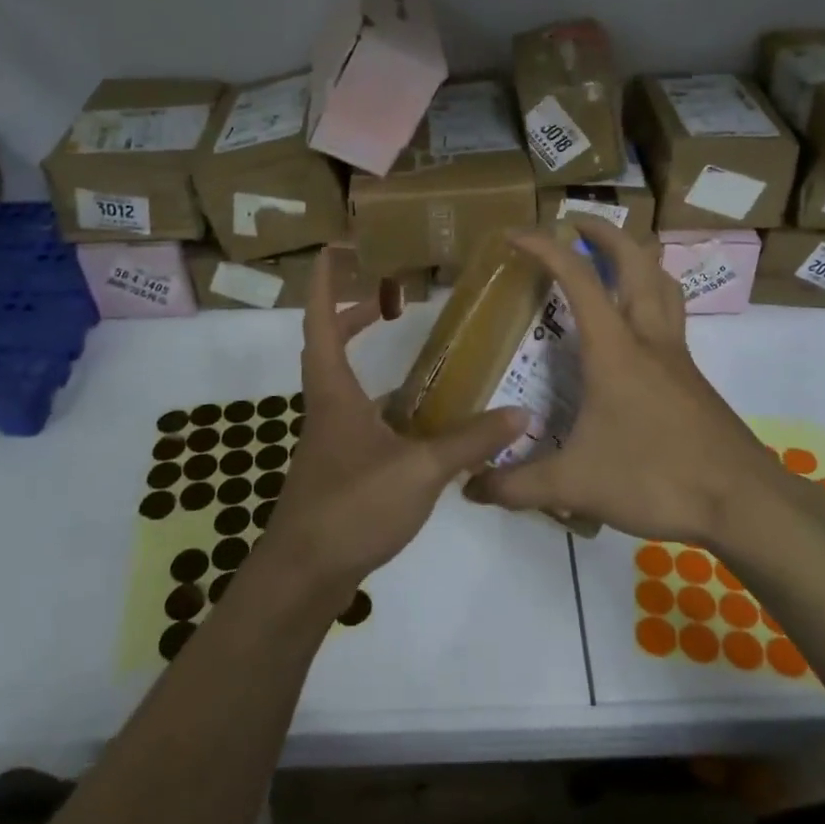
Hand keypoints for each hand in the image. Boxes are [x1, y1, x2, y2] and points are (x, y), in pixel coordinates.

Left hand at [257, 248, 527, 603]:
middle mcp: (327, 407)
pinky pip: (362, 418)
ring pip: (346, 384)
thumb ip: (470, 441)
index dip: (325, 283)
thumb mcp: (419, 470)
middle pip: (330, 346)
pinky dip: (386, 406)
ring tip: (416, 354)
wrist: (304, 574)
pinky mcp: (339, 467)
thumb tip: (521, 413)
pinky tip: (420, 422)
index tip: (335, 249)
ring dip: (368, 358)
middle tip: (390, 297)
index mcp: (334, 392)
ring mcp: (330, 439)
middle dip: (353, 314)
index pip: (321, 322)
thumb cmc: (351, 507)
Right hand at [464, 220, 809, 546]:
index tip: (514, 234)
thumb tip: (472, 488)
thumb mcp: (576, 484)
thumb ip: (519, 485)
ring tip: (612, 259)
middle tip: (574, 223)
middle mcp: (649, 338)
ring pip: (664, 283)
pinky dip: (652, 297)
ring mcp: (677, 356)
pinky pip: (672, 316)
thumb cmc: (656, 479)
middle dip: (604, 232)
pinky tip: (634, 331)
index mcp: (615, 349)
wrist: (742, 502)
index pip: (577, 279)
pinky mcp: (692, 378)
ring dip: (638, 258)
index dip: (545, 247)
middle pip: (636, 260)